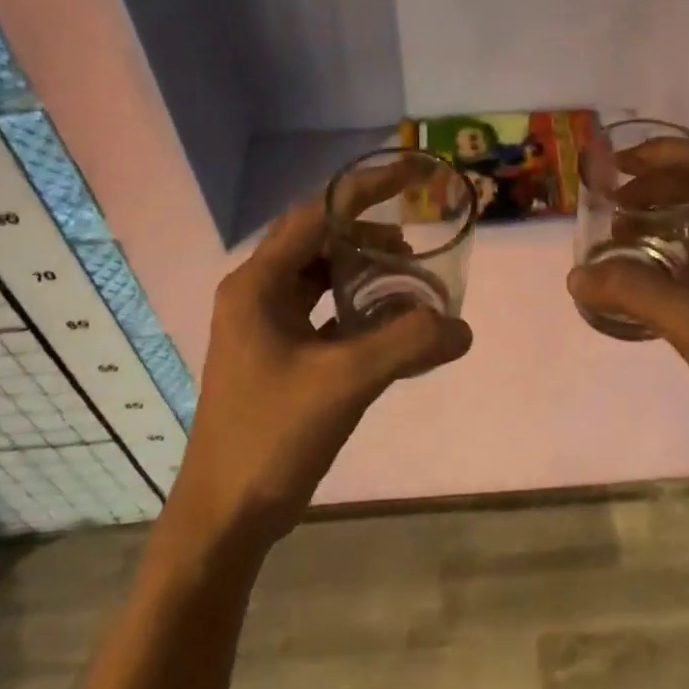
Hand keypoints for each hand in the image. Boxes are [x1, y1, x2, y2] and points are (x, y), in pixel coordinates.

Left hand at [170, 196, 473, 550]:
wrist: (225, 514)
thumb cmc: (272, 436)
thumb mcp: (345, 383)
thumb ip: (407, 345)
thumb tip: (462, 328)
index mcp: (257, 285)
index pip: (316, 214)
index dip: (365, 189)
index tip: (412, 174)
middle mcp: (255, 294)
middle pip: (317, 240)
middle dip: (368, 231)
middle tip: (416, 236)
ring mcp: (263, 325)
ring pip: (319, 276)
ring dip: (362, 269)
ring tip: (408, 275)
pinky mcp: (276, 353)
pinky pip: (321, 310)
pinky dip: (355, 305)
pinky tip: (388, 321)